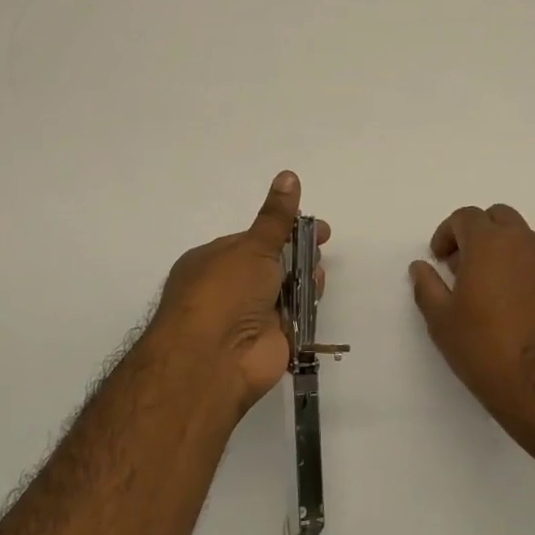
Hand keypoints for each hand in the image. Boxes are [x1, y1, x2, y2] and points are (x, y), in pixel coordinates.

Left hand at [148, 171, 327, 418]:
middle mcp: (228, 288)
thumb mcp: (253, 246)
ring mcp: (248, 317)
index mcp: (213, 260)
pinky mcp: (269, 341)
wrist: (214, 359)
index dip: (284, 230)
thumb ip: (276, 217)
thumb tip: (289, 175)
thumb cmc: (225, 291)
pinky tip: (315, 297)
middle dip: (297, 254)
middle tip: (321, 245)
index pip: (253, 239)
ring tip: (317, 274)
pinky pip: (293, 319)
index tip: (314, 226)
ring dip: (303, 279)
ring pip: (284, 291)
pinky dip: (306, 308)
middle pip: (271, 265)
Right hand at [409, 205, 534, 443]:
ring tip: (486, 285)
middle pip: (499, 217)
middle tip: (462, 264)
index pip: (466, 216)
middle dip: (477, 232)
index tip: (439, 259)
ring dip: (502, 249)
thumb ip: (427, 286)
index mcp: (490, 243)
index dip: (447, 233)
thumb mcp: (441, 320)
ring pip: (523, 238)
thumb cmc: (484, 347)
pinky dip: (522, 269)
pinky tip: (512, 303)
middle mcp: (524, 244)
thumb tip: (421, 267)